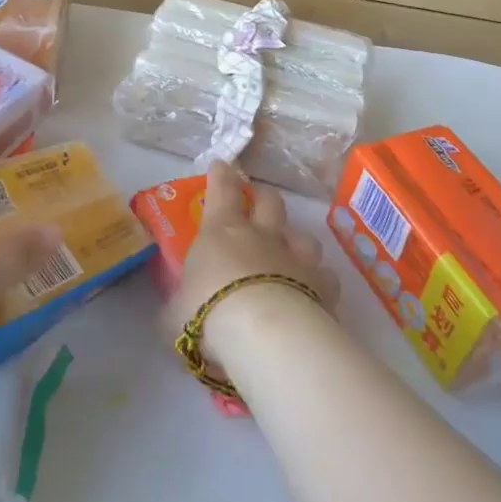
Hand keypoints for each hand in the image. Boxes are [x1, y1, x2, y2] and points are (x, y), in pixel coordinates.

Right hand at [162, 161, 339, 382]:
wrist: (264, 335)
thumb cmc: (209, 315)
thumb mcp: (175, 312)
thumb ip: (178, 304)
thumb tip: (175, 308)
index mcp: (222, 231)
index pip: (222, 190)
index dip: (221, 175)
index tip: (222, 165)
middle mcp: (262, 235)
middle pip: (269, 201)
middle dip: (263, 197)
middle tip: (258, 201)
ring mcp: (296, 257)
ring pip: (303, 235)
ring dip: (295, 239)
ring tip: (291, 250)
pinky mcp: (322, 285)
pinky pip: (325, 276)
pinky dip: (319, 281)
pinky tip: (314, 292)